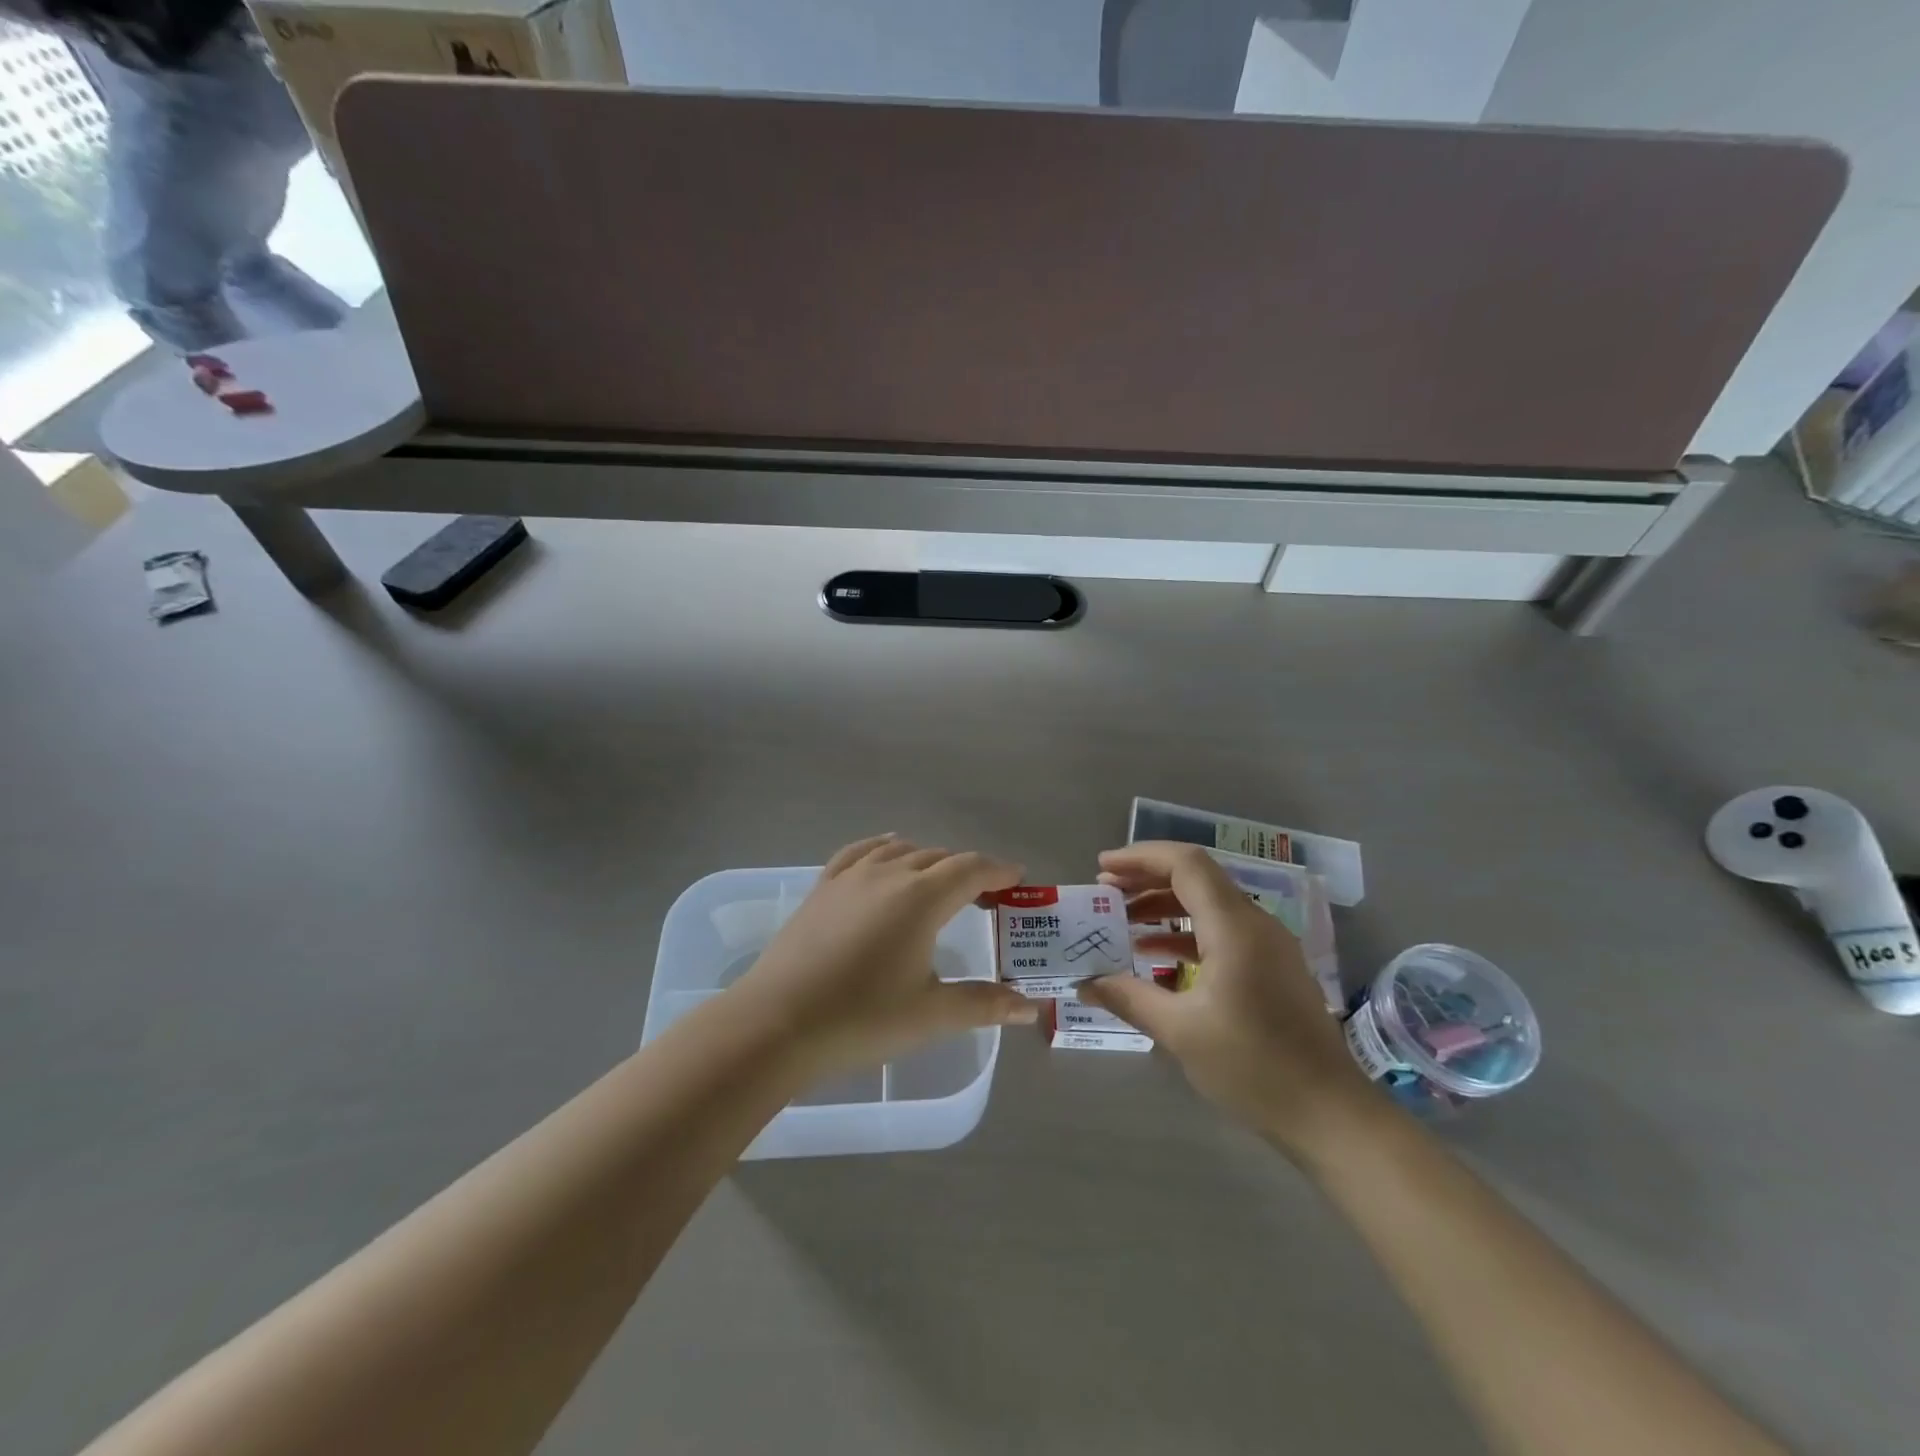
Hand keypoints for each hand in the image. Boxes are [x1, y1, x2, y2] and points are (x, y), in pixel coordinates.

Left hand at [737, 835, 1038, 1077]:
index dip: (998, 870)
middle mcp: (889, 874)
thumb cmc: (861, 1018)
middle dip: (968, 870)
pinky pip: (860, 852)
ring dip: (929, 861)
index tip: (1017, 879)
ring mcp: (850, 877)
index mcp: (922, 898)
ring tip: (940, 883)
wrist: (776, 1023)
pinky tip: (886, 852)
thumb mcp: (930, 1015)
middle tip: (986, 896)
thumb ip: (983, 1005)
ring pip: (901, 850)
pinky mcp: (822, 888)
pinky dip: (883, 848)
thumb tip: (1029, 1008)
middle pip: (939, 858)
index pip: (971, 869)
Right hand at [1079, 842, 1378, 1154]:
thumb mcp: (1180, 1032)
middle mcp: (1255, 924)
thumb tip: (1085, 983)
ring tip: (1122, 920)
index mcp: (1234, 927)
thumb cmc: (1253, 1067)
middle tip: (1105, 891)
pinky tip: (1155, 955)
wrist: (1331, 1115)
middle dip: (1147, 878)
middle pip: (1196, 878)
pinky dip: (1185, 932)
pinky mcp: (1272, 968)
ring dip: (1164, 906)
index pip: (1185, 864)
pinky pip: (1221, 931)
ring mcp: (1268, 946)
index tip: (1102, 867)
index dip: (1140, 857)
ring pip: (1208, 904)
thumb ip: (1129, 998)